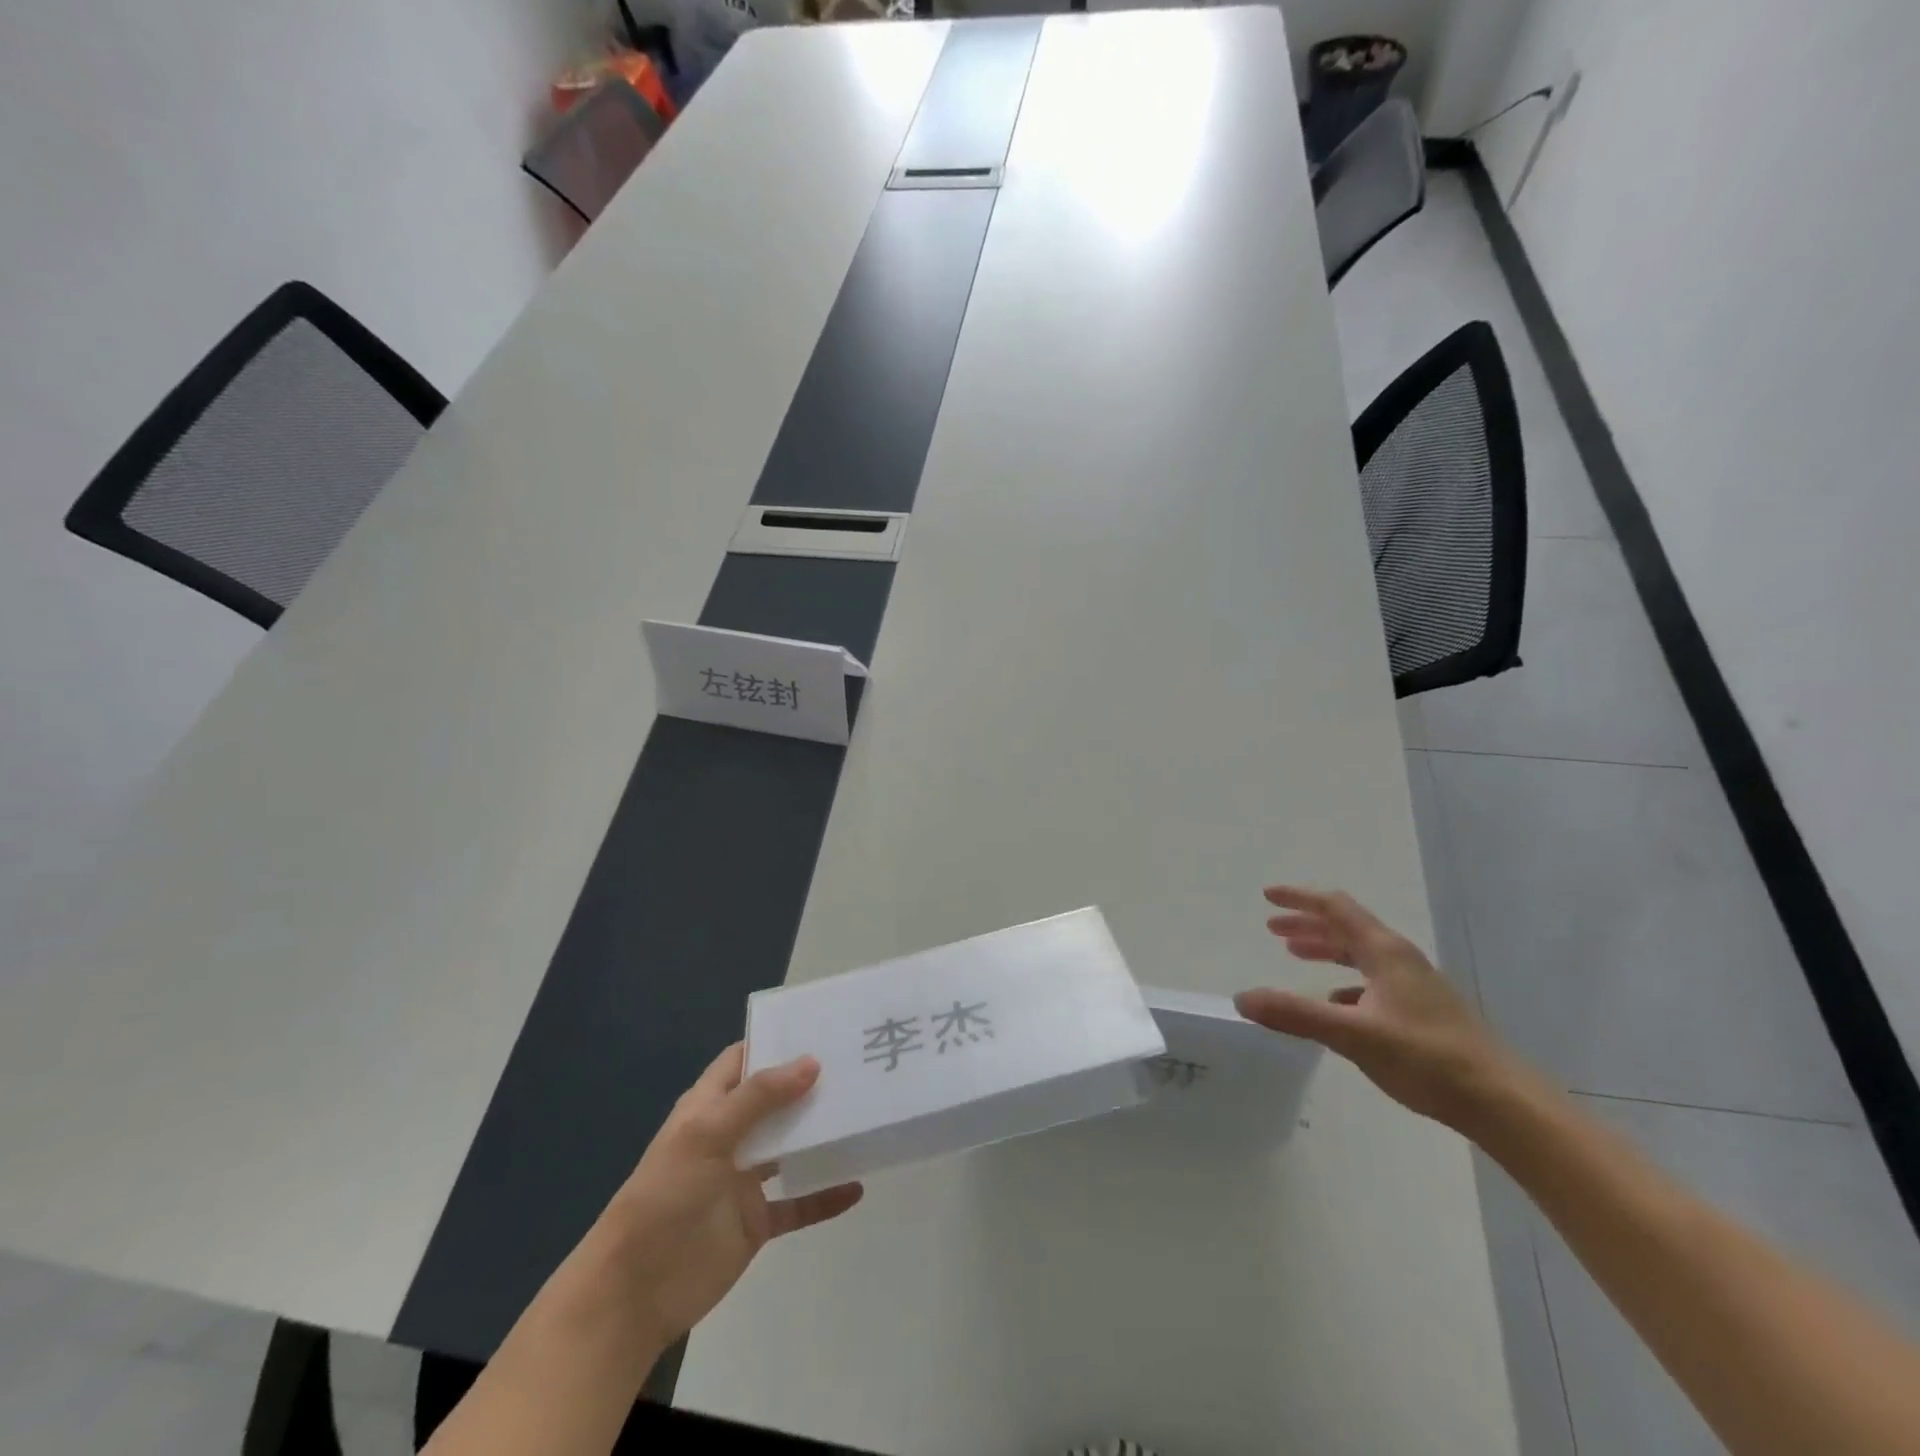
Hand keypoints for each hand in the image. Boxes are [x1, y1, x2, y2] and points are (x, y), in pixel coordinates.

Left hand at [600, 1043, 862, 1349]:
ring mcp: (744, 1180)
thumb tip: (812, 1062)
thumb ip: (759, 1097)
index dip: (774, 1041)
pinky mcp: (757, 1222)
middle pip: (775, 1100)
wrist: (635, 1293)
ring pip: (791, 1148)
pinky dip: (825, 1196)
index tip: (820, 1028)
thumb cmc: (665, 1196)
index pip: (743, 1060)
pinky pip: (798, 1204)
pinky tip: (856, 1188)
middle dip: (810, 1084)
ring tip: (865, 1114)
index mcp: (709, 1107)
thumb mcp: (706, 1134)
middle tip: (857, 1065)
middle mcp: (730, 1136)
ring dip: (821, 1135)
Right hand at [1234, 885, 1530, 1130]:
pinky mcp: (1422, 1013)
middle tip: (1272, 929)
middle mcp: (1399, 960)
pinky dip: (1344, 982)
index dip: (1299, 898)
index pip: (1335, 908)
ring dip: (1325, 949)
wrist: (1503, 1103)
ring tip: (1295, 955)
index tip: (1267, 895)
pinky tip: (1333, 1005)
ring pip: (1360, 955)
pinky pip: (1372, 982)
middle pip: (1347, 928)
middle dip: (1307, 924)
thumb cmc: (1427, 1058)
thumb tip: (1242, 998)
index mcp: (1385, 952)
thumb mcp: (1353, 1034)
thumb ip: (1296, 1015)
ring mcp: (1414, 986)